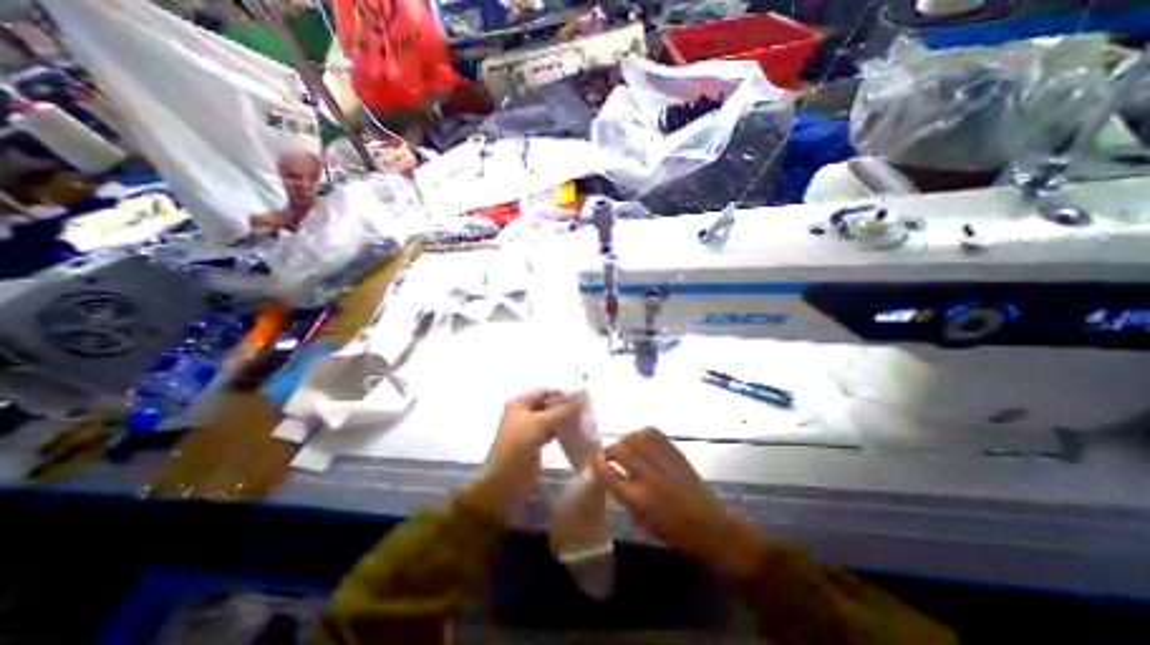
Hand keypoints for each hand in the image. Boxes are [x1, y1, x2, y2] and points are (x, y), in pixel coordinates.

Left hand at [461, 390, 579, 519]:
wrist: (505, 481)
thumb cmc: (518, 446)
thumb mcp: (539, 424)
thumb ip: (561, 410)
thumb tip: (582, 398)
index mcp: (520, 404)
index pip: (543, 392)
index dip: (560, 394)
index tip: (579, 399)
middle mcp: (524, 414)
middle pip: (548, 405)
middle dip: (564, 407)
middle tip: (584, 411)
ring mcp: (529, 429)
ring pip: (551, 419)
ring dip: (564, 419)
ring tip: (582, 422)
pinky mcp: (535, 444)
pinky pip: (551, 432)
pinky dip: (561, 431)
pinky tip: (574, 433)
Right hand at [593, 428, 762, 579]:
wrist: (711, 526)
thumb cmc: (674, 531)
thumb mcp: (643, 520)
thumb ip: (624, 495)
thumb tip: (611, 473)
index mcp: (640, 500)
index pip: (609, 475)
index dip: (598, 465)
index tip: (594, 461)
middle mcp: (650, 477)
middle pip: (621, 451)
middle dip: (609, 450)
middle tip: (609, 456)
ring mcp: (664, 462)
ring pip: (636, 438)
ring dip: (625, 440)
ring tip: (625, 447)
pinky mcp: (676, 453)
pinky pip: (654, 434)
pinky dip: (643, 434)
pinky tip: (642, 441)